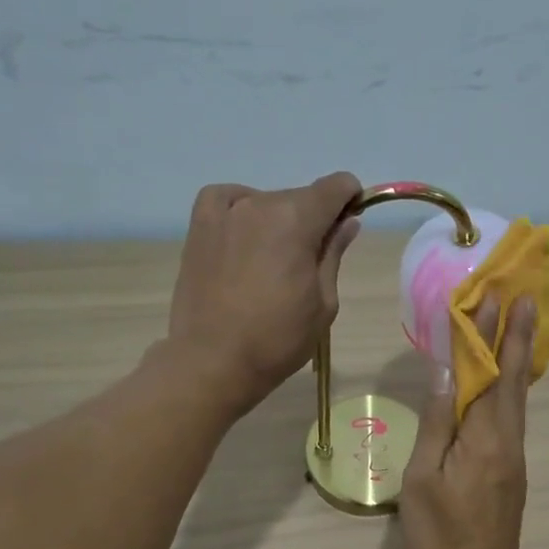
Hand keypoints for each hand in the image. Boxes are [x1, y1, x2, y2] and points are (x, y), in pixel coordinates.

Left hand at [166, 173, 361, 413]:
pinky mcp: (199, 227)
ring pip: (266, 202)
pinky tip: (244, 234)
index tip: (348, 223)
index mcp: (297, 220)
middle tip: (307, 263)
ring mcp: (225, 213)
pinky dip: (242, 209)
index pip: (335, 187)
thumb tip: (346, 222)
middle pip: (300, 198)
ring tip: (271, 263)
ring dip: (277, 222)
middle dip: (312, 220)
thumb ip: (333, 254)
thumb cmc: (278, 340)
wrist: (213, 361)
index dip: (349, 199)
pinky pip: (227, 200)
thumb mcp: (323, 303)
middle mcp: (260, 204)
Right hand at [399, 295, 536, 548]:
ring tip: (519, 326)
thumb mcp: (422, 479)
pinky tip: (507, 380)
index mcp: (484, 438)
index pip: (487, 374)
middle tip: (525, 298)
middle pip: (514, 379)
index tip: (492, 296)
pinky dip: (513, 386)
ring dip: (518, 357)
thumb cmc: (441, 532)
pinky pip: (514, 415)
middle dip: (517, 336)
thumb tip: (444, 374)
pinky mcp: (513, 469)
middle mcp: (507, 439)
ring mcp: (514, 455)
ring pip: (518, 397)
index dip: (488, 335)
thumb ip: (436, 424)